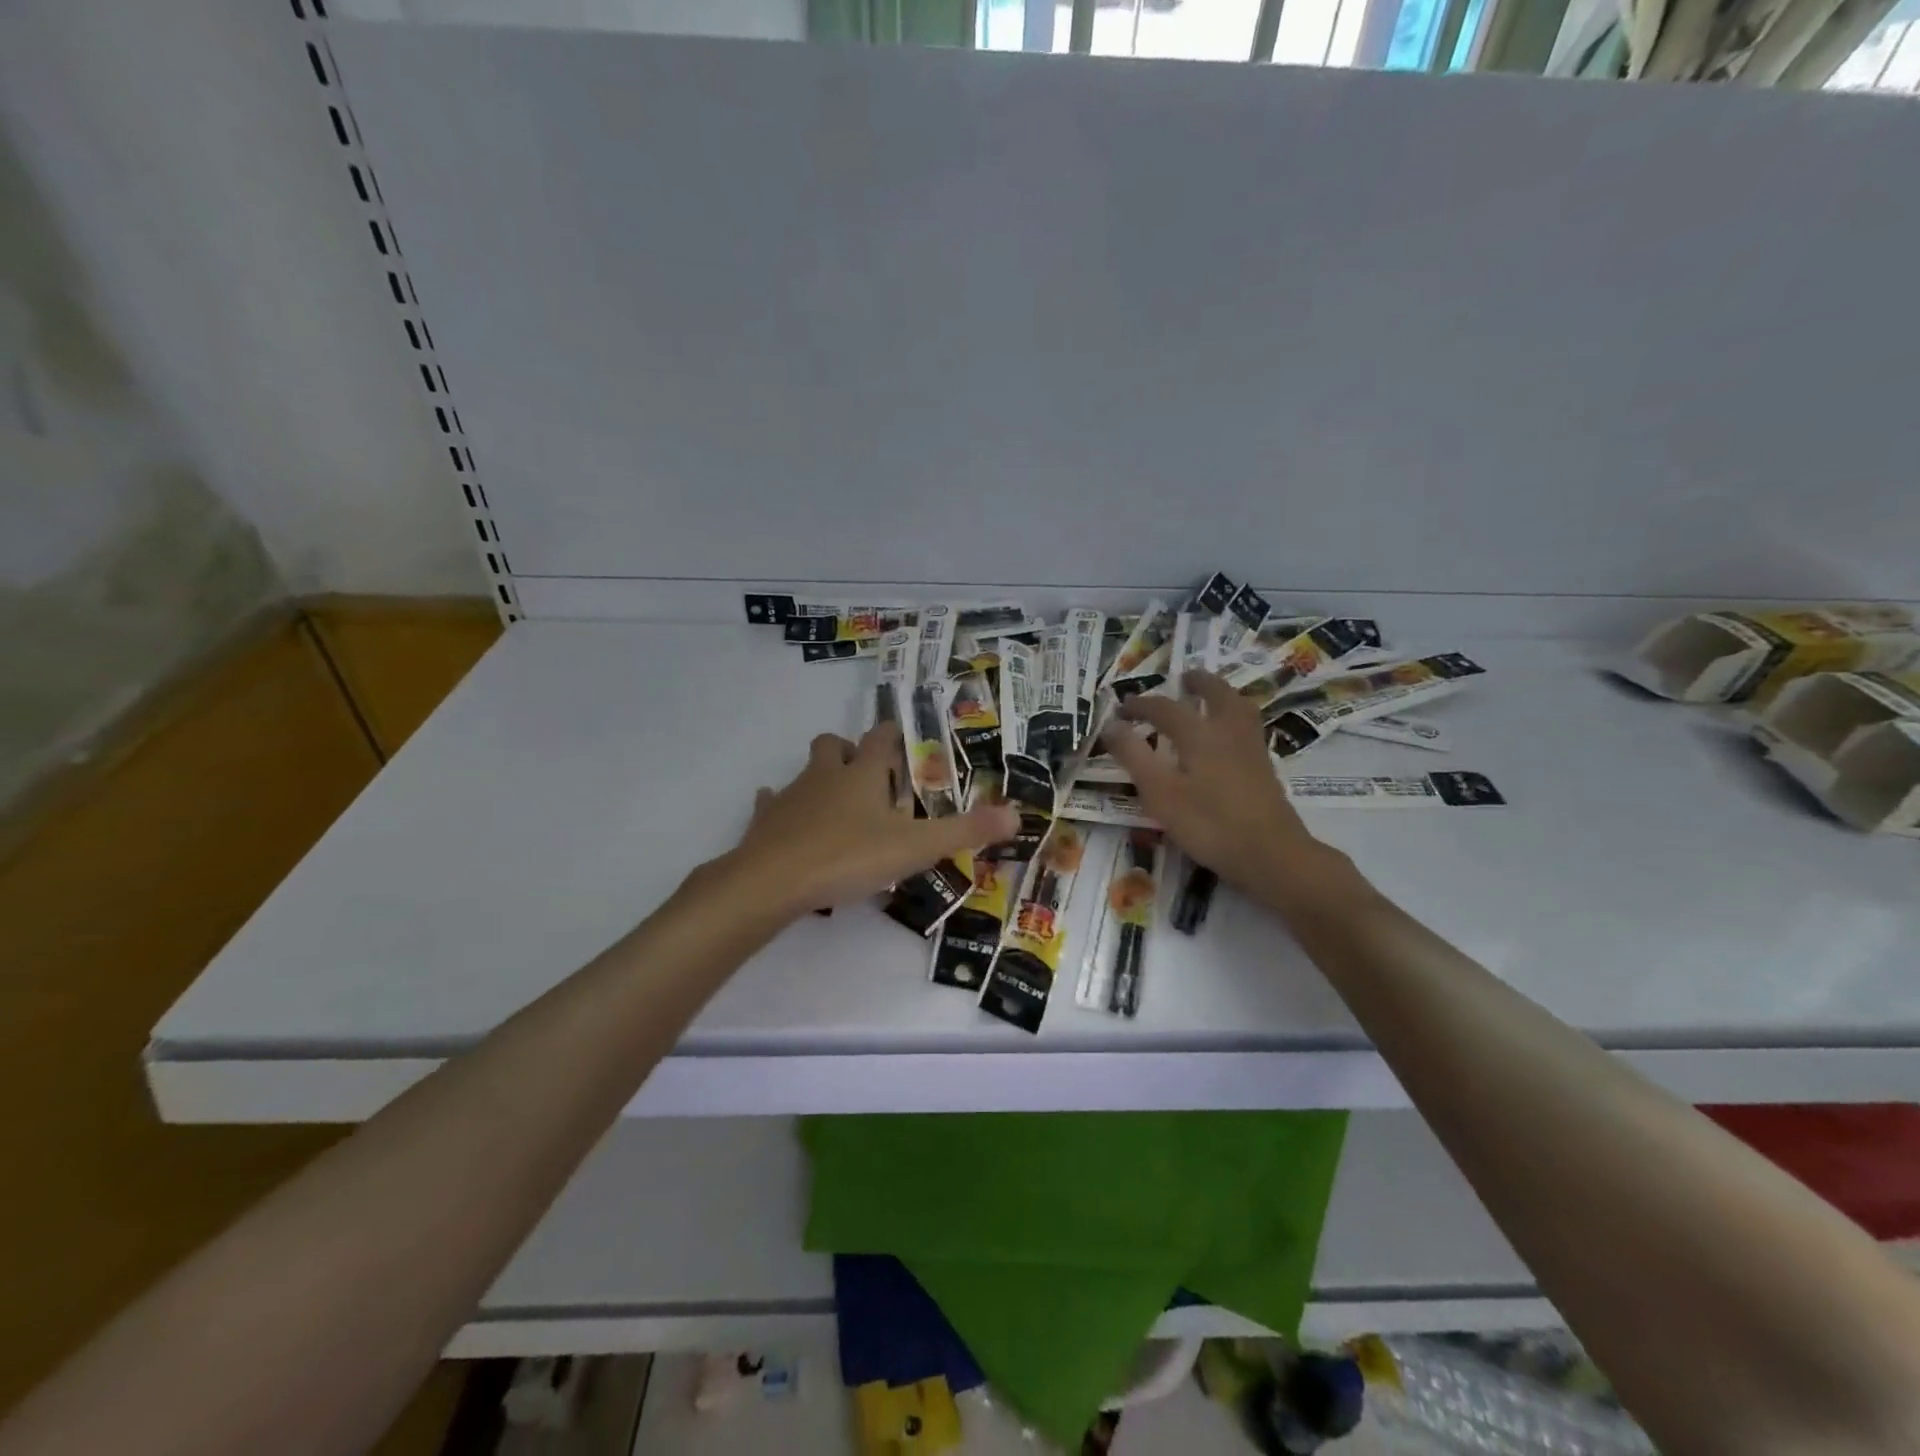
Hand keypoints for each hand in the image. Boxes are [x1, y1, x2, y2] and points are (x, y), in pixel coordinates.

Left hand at [724, 722, 1018, 917]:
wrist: (773, 881)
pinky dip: (780, 808)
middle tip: (869, 777)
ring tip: (837, 806)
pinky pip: (771, 803)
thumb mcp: (915, 847)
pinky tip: (789, 824)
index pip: (882, 739)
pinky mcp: (765, 822)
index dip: (893, 735)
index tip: (902, 738)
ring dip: (820, 779)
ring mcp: (791, 796)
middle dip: (851, 751)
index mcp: (863, 775)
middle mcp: (825, 776)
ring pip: (805, 772)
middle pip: (834, 745)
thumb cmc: (848, 856)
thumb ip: (965, 831)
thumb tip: (1018, 815)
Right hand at [1102, 671, 1323, 895]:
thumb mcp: (1160, 792)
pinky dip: (1234, 719)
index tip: (1122, 708)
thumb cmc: (1208, 824)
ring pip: (1239, 708)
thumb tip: (1111, 724)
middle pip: (1217, 694)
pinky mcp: (1265, 769)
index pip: (1165, 708)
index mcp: (1200, 734)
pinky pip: (1248, 728)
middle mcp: (1229, 732)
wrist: (1271, 855)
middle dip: (1198, 683)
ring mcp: (1252, 750)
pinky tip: (1227, 738)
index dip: (1141, 705)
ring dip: (1222, 696)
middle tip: (1183, 679)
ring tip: (1209, 699)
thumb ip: (1133, 756)